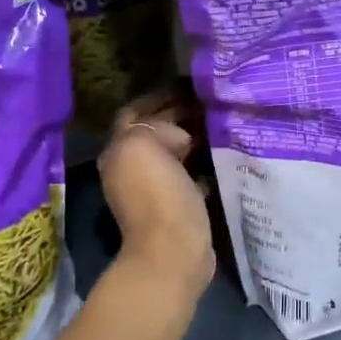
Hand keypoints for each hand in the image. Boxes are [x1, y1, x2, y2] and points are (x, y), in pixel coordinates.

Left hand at [99, 91, 214, 298]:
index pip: (134, 113)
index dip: (157, 98)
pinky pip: (189, 176)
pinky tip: (221, 157)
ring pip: (173, 154)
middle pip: (154, 132)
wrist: (173, 252)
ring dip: (192, 139)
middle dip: (177, 117)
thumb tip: (179, 137)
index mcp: (119, 150)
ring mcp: (152, 189)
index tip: (187, 86)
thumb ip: (156, 127)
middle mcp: (131, 168)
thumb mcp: (145, 146)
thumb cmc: (158, 196)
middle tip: (208, 103)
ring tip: (218, 124)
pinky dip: (202, 165)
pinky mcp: (176, 206)